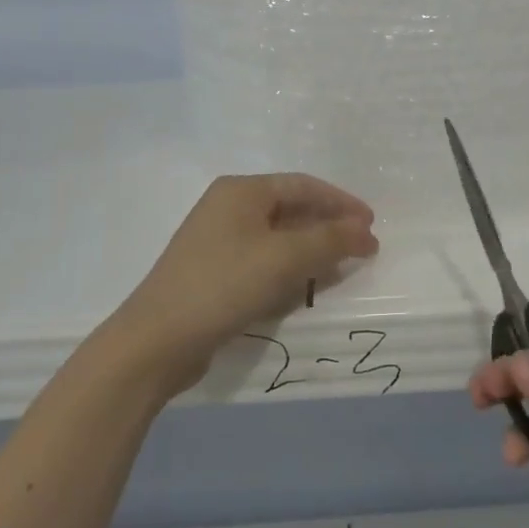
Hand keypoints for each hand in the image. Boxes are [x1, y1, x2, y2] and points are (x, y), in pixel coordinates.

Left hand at [110, 174, 377, 392]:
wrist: (156, 341)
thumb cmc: (224, 285)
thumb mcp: (284, 258)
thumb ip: (330, 240)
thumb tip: (366, 230)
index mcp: (241, 190)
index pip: (303, 186)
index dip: (341, 202)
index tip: (371, 224)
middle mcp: (228, 208)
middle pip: (290, 209)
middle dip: (327, 228)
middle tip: (360, 248)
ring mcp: (217, 241)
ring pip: (277, 238)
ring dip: (310, 251)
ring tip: (339, 269)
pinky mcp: (212, 273)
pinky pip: (261, 262)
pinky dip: (287, 270)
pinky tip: (303, 289)